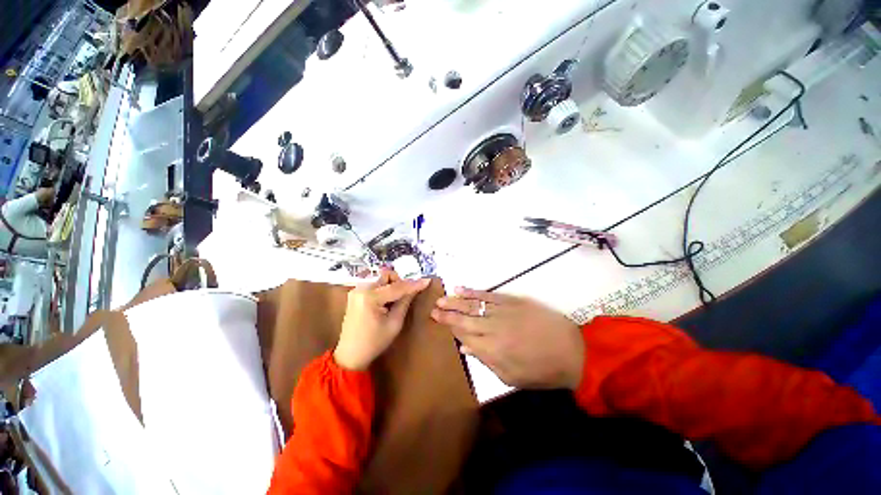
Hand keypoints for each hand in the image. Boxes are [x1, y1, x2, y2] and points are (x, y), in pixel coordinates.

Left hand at [334, 270, 430, 369]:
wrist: (350, 355)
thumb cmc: (374, 342)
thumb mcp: (394, 323)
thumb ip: (405, 301)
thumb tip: (416, 287)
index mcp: (370, 297)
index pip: (397, 286)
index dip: (413, 284)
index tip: (426, 281)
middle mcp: (361, 289)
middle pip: (386, 275)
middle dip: (399, 282)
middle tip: (405, 296)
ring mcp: (356, 290)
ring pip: (380, 277)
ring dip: (391, 284)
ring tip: (394, 300)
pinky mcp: (355, 293)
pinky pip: (374, 283)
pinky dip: (383, 288)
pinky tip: (385, 301)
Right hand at [432, 288, 583, 389]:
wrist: (570, 350)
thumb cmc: (540, 369)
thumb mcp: (511, 376)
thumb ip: (485, 360)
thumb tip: (464, 347)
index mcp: (491, 349)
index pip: (462, 334)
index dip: (449, 326)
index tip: (436, 319)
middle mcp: (492, 328)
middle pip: (464, 318)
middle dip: (446, 313)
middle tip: (432, 307)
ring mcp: (502, 311)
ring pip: (473, 304)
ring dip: (456, 301)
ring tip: (442, 298)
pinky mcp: (511, 300)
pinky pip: (488, 295)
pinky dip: (473, 292)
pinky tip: (462, 289)